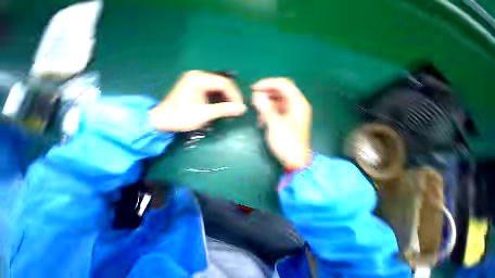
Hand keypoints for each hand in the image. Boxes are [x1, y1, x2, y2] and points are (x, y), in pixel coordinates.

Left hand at [150, 70, 246, 131]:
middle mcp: (198, 76)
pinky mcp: (196, 87)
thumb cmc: (181, 117)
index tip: (240, 107)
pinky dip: (221, 97)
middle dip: (233, 96)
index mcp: (198, 79)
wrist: (162, 120)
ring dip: (228, 97)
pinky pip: (214, 89)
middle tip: (238, 108)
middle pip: (223, 83)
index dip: (235, 95)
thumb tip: (242, 109)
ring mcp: (196, 80)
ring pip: (219, 86)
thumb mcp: (204, 114)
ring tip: (233, 107)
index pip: (224, 83)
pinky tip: (224, 105)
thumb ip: (224, 110)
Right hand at [252, 78, 311, 169]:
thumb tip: (256, 95)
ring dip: (266, 104)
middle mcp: (296, 105)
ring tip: (257, 112)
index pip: (283, 84)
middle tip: (254, 99)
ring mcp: (292, 113)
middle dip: (266, 93)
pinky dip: (268, 112)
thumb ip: (265, 108)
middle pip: (280, 91)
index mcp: (298, 103)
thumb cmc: (287, 143)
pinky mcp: (287, 120)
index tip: (254, 88)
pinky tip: (262, 120)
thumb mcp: (275, 125)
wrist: (295, 161)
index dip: (268, 83)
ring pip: (277, 101)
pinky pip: (277, 110)